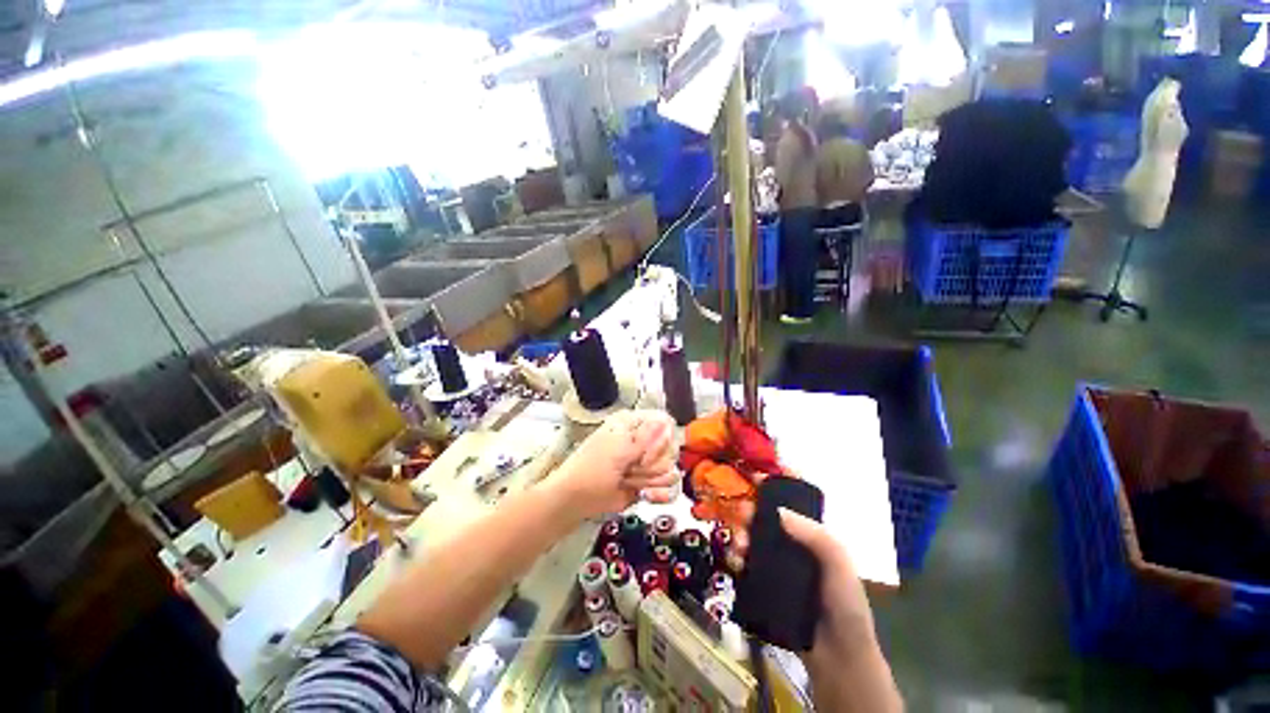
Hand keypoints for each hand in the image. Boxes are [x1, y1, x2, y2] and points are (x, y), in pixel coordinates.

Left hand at [546, 410, 679, 519]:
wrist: (576, 500)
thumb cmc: (592, 470)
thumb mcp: (619, 450)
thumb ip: (646, 437)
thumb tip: (666, 421)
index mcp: (632, 423)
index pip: (665, 423)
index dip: (662, 440)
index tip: (645, 456)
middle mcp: (642, 439)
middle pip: (670, 448)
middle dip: (652, 463)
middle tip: (630, 469)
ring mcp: (646, 462)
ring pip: (668, 468)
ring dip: (649, 479)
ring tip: (628, 480)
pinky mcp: (647, 482)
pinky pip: (666, 486)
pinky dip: (656, 492)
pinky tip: (644, 494)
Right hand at [728, 504, 900, 710]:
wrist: (837, 657)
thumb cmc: (844, 605)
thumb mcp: (839, 564)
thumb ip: (816, 536)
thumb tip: (779, 511)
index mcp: (811, 539)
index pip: (788, 508)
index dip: (771, 493)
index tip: (754, 481)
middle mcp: (791, 549)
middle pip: (764, 523)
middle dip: (750, 514)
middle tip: (742, 515)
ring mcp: (776, 570)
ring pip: (752, 543)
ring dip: (741, 537)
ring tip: (739, 546)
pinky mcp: (764, 588)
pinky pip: (746, 568)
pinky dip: (737, 561)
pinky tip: (735, 563)